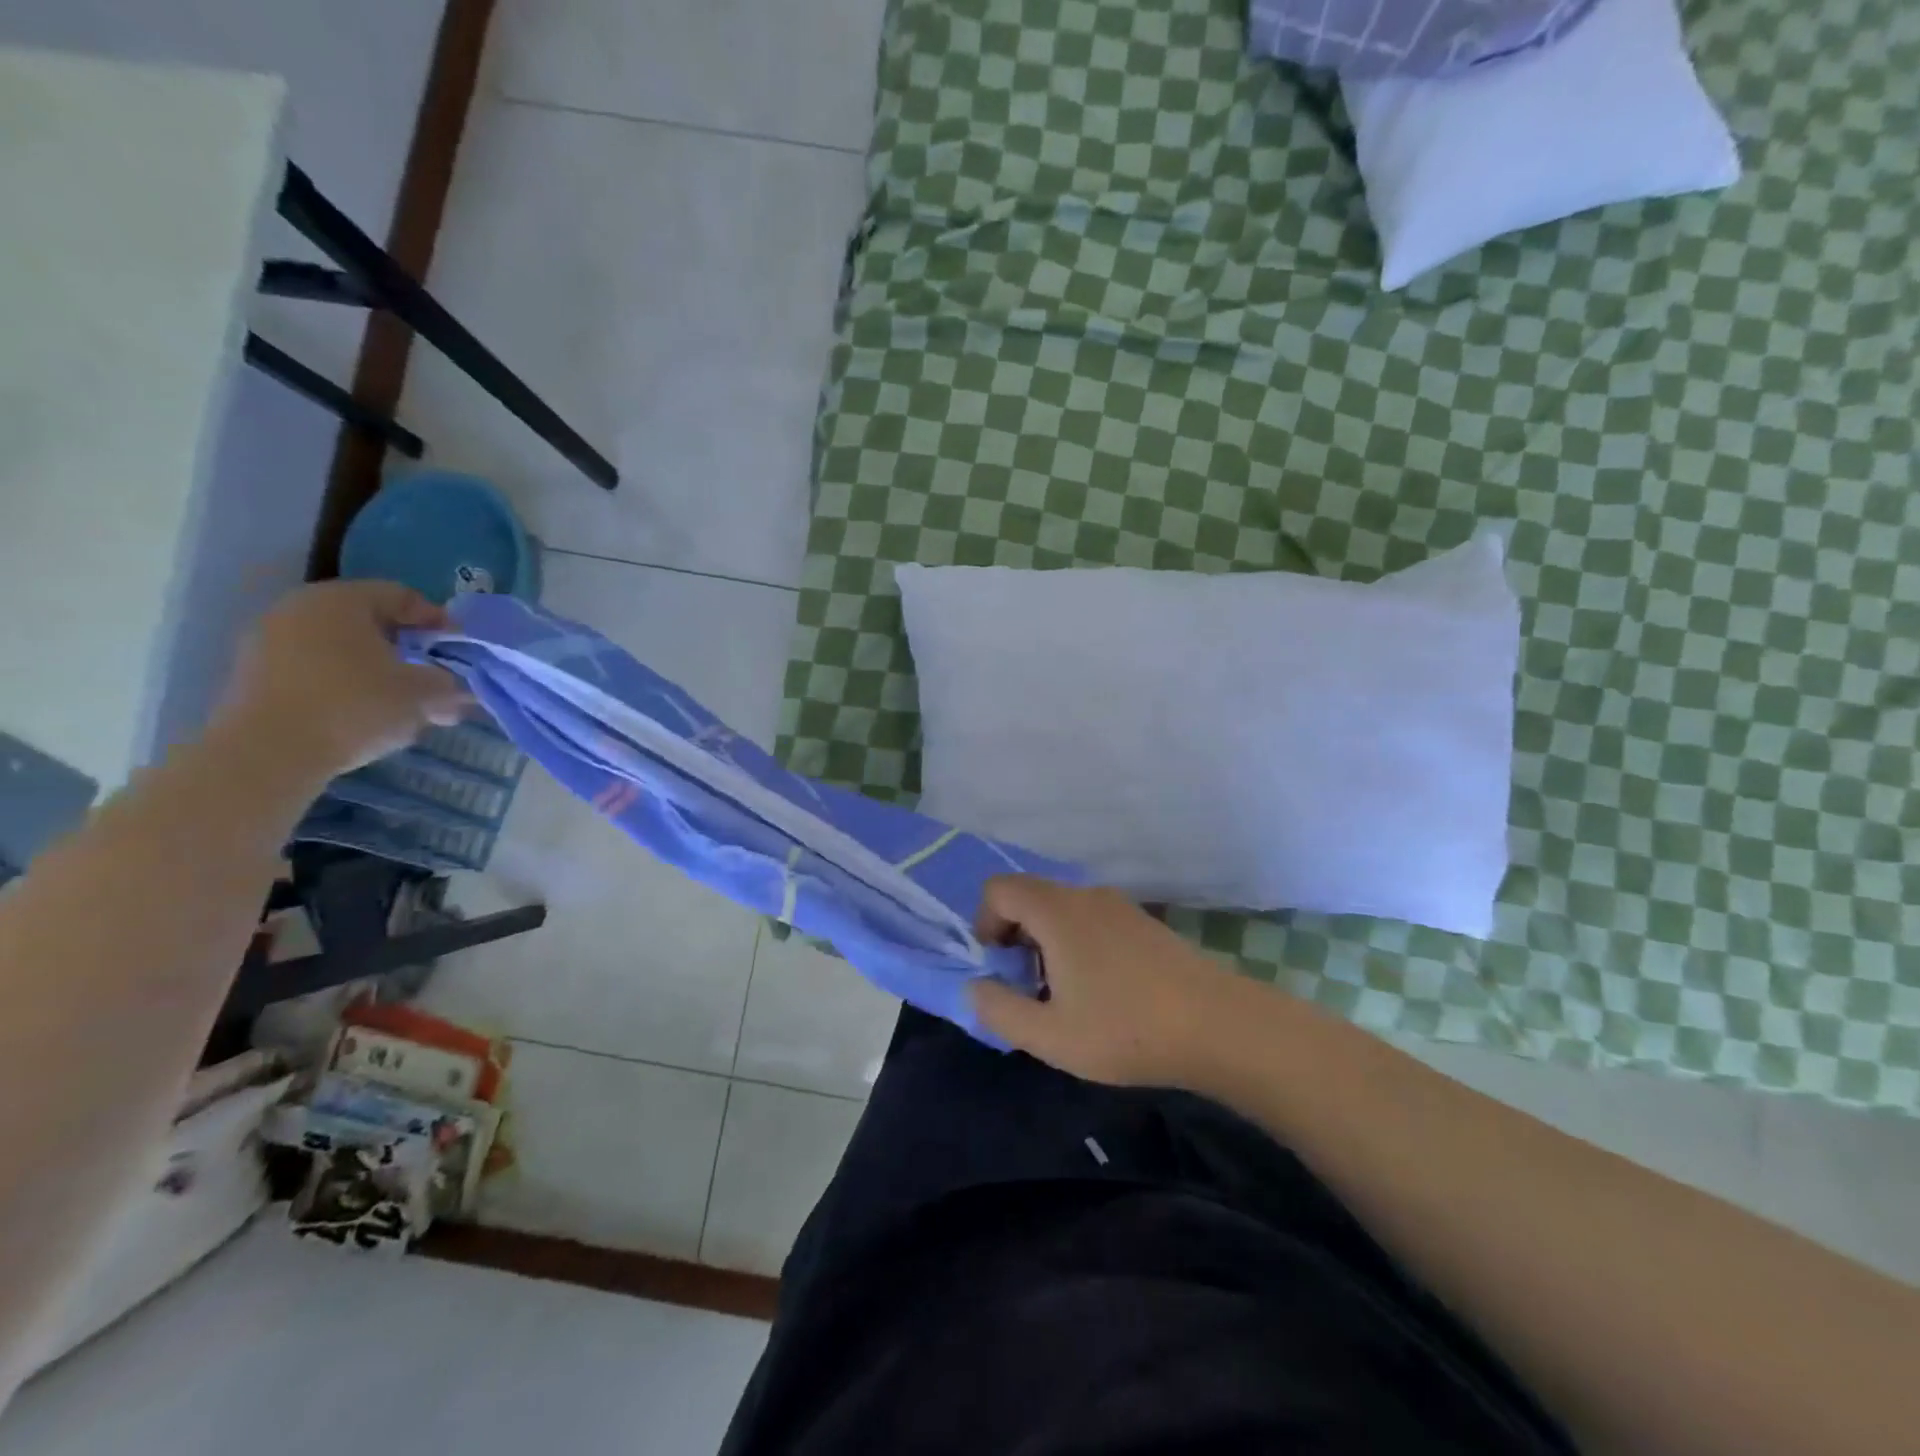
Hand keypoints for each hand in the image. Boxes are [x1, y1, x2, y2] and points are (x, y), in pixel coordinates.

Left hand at [215, 581, 469, 774]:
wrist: (268, 752)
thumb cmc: (355, 705)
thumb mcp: (423, 693)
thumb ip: (448, 683)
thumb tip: (457, 687)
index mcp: (341, 600)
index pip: (401, 596)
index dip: (437, 621)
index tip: (457, 650)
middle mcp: (300, 609)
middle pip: (368, 621)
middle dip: (406, 649)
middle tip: (434, 677)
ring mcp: (268, 641)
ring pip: (341, 648)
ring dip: (376, 670)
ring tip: (403, 704)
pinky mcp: (253, 676)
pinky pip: (314, 670)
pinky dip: (345, 685)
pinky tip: (365, 715)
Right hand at [968, 876, 1253, 1087]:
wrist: (1219, 1027)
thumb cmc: (1126, 1030)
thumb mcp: (1049, 1036)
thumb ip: (999, 1010)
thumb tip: (974, 987)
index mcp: (1057, 911)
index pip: (998, 889)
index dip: (984, 924)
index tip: (1000, 969)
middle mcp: (1085, 895)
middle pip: (1029, 897)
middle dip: (1014, 938)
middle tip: (1029, 989)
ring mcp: (1120, 906)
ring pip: (1062, 910)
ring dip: (1046, 943)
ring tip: (1065, 997)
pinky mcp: (1144, 923)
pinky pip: (1092, 919)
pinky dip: (1078, 944)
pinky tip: (1103, 992)